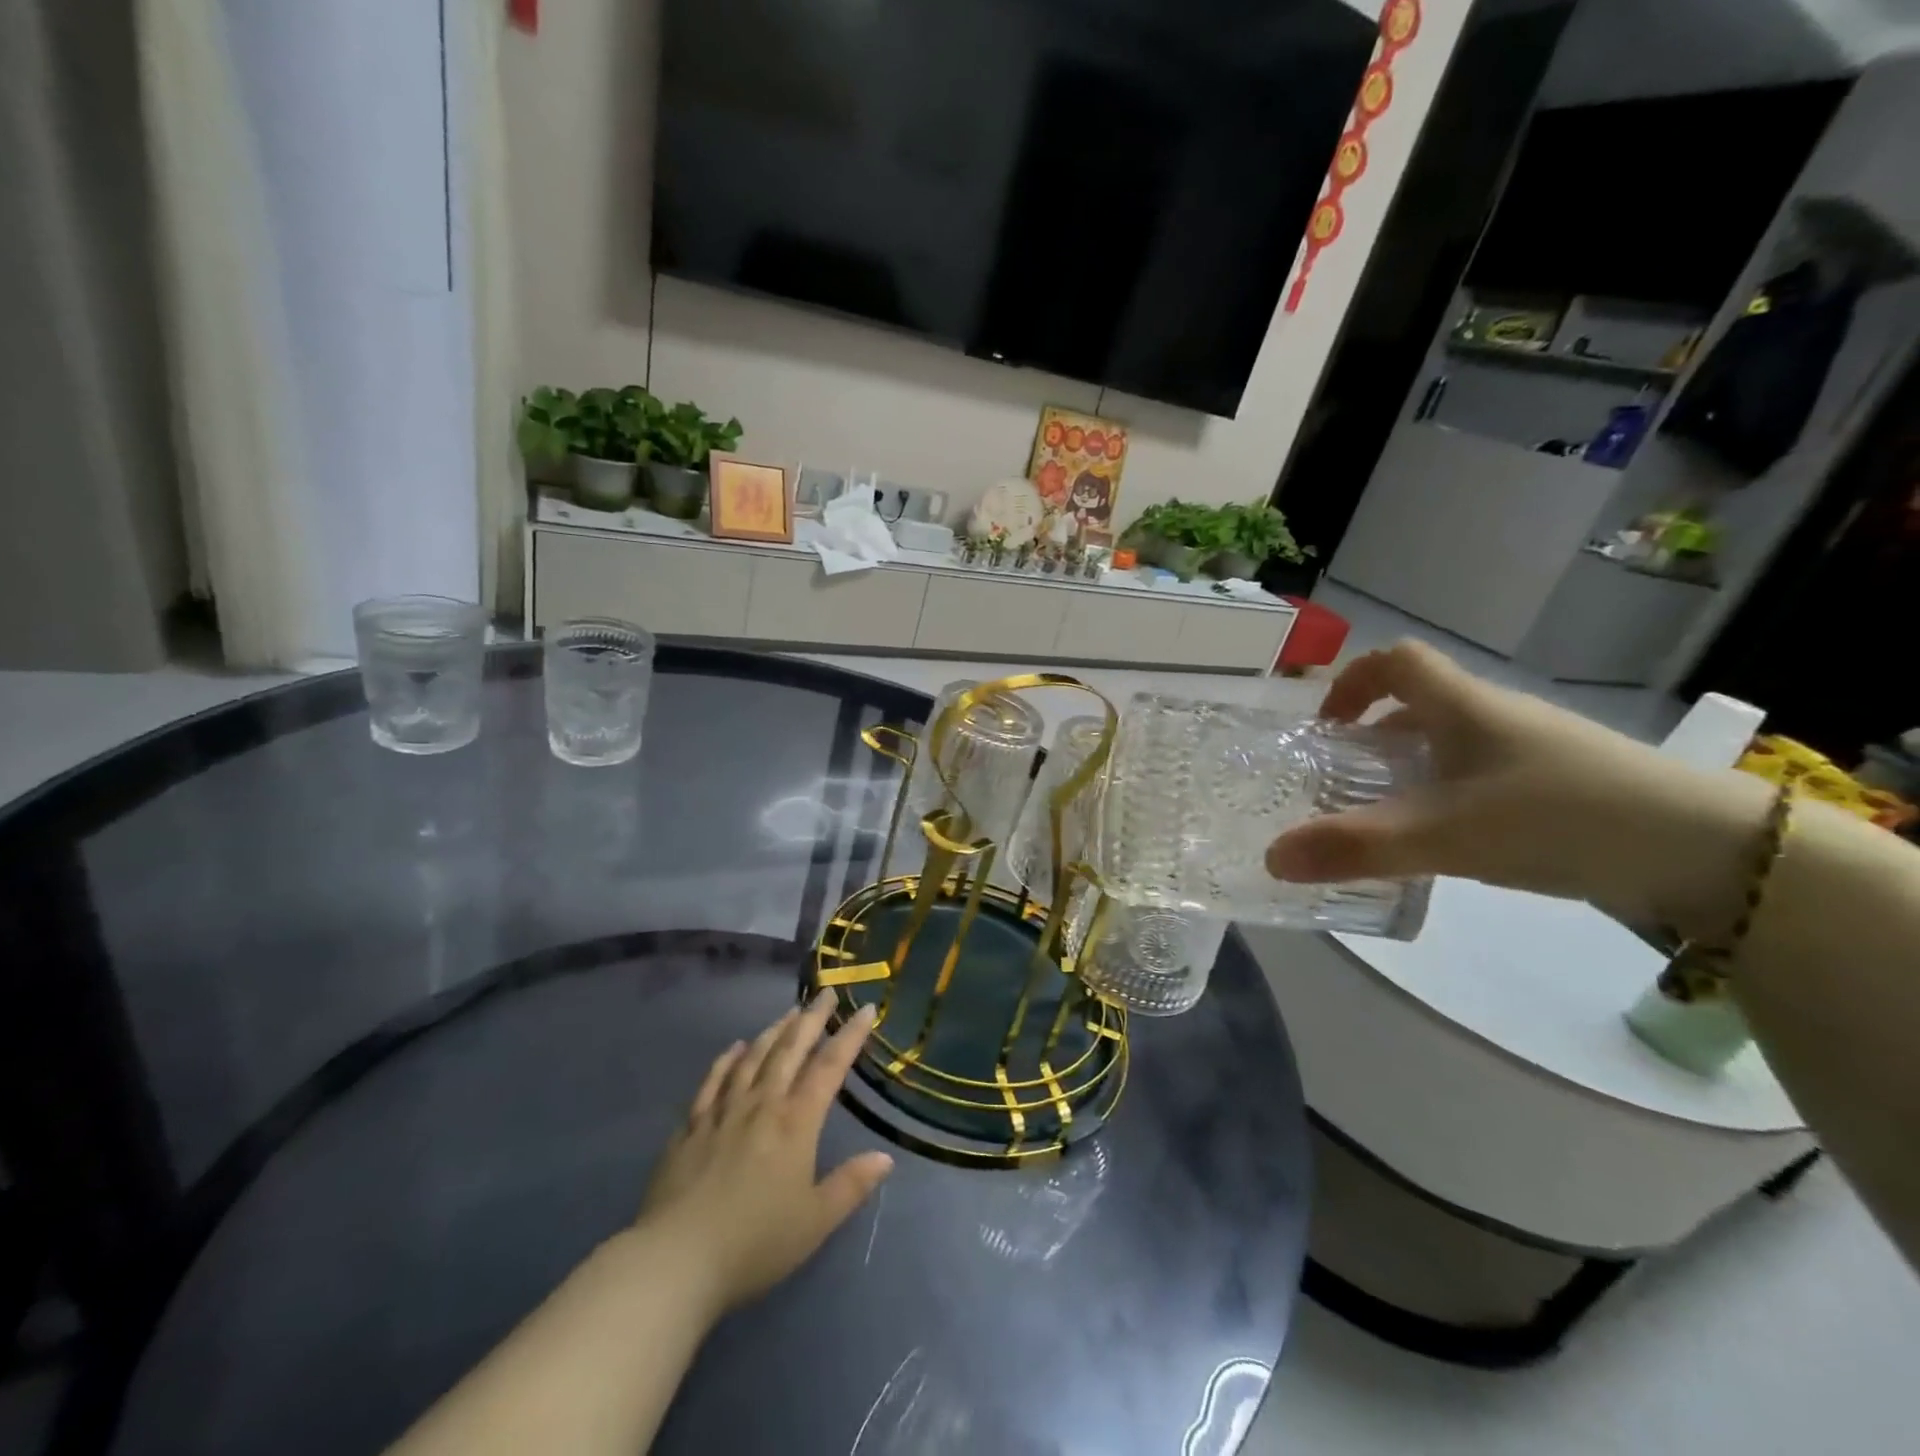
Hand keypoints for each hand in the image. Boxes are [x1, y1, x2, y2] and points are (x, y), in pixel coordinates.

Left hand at [636, 993, 892, 1315]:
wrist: (676, 1260)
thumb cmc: (754, 1243)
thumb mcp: (815, 1222)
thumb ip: (850, 1185)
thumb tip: (885, 1157)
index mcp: (796, 1123)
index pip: (829, 1068)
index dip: (850, 1036)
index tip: (865, 1008)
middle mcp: (761, 1105)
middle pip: (790, 1050)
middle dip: (811, 1019)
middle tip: (825, 993)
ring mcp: (722, 1112)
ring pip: (752, 1058)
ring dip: (774, 1031)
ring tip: (789, 1012)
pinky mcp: (690, 1128)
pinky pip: (712, 1082)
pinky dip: (726, 1060)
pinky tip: (735, 1048)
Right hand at [1263, 639, 1769, 938]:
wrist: (1709, 851)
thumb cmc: (1560, 817)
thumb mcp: (1444, 835)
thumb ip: (1355, 847)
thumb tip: (1270, 858)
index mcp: (1463, 705)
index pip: (1396, 661)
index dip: (1351, 683)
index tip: (1326, 727)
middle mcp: (1495, 716)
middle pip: (1418, 706)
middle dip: (1371, 738)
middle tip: (1341, 784)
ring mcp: (1533, 749)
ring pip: (1451, 744)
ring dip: (1409, 770)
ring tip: (1385, 818)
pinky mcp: (1561, 784)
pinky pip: (1483, 775)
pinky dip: (1448, 795)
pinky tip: (1450, 841)